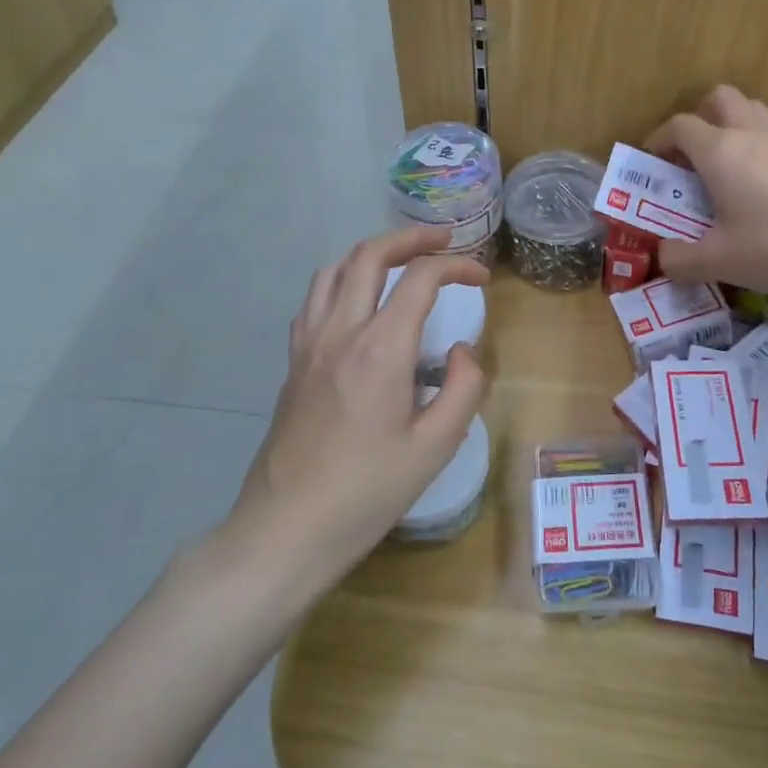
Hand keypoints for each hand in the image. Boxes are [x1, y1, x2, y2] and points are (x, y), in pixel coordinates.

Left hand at [215, 226, 486, 593]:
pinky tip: (358, 305)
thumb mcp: (435, 447)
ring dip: (371, 254)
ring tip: (401, 262)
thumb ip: (463, 388)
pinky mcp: (293, 363)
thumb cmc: (367, 492)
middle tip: (443, 241)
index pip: (420, 278)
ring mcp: (309, 345)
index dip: (457, 266)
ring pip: (334, 270)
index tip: (481, 278)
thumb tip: (461, 351)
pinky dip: (342, 282)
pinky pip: (315, 300)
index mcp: (380, 348)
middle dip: (410, 238)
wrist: (286, 530)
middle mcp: (340, 332)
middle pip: (369, 255)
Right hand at [647, 85, 767, 310]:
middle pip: (719, 98)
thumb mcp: (717, 262)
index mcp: (721, 151)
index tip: (651, 162)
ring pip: (751, 110)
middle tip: (689, 156)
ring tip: (723, 166)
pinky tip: (758, 186)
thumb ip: (679, 259)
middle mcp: (752, 134)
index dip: (658, 139)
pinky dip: (756, 145)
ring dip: (730, 125)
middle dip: (698, 118)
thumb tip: (663, 257)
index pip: (680, 125)